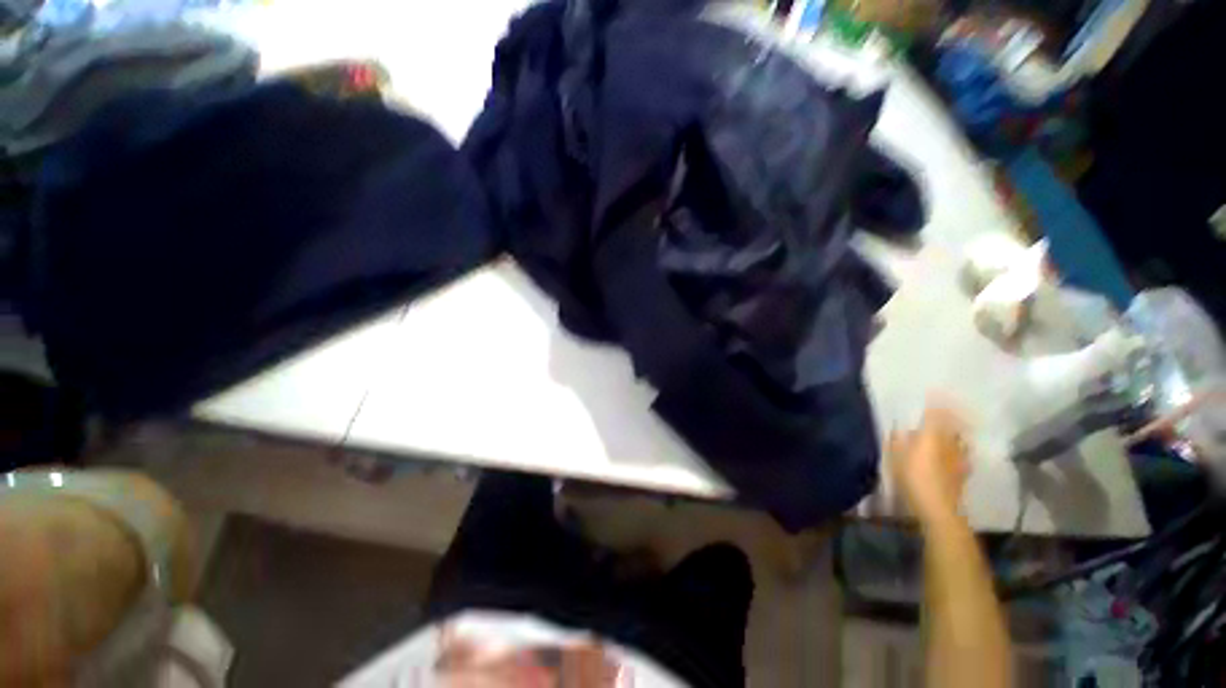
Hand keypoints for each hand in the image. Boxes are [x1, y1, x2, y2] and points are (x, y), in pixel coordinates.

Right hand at [889, 402, 970, 521]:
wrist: (938, 507)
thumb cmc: (913, 478)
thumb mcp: (896, 457)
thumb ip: (898, 441)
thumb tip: (900, 429)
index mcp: (931, 436)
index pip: (936, 414)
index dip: (936, 402)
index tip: (935, 391)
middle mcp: (949, 442)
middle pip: (953, 424)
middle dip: (950, 414)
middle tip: (946, 407)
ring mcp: (960, 456)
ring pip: (960, 437)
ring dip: (957, 430)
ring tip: (953, 426)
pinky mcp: (964, 470)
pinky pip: (963, 451)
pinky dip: (960, 446)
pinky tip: (957, 449)